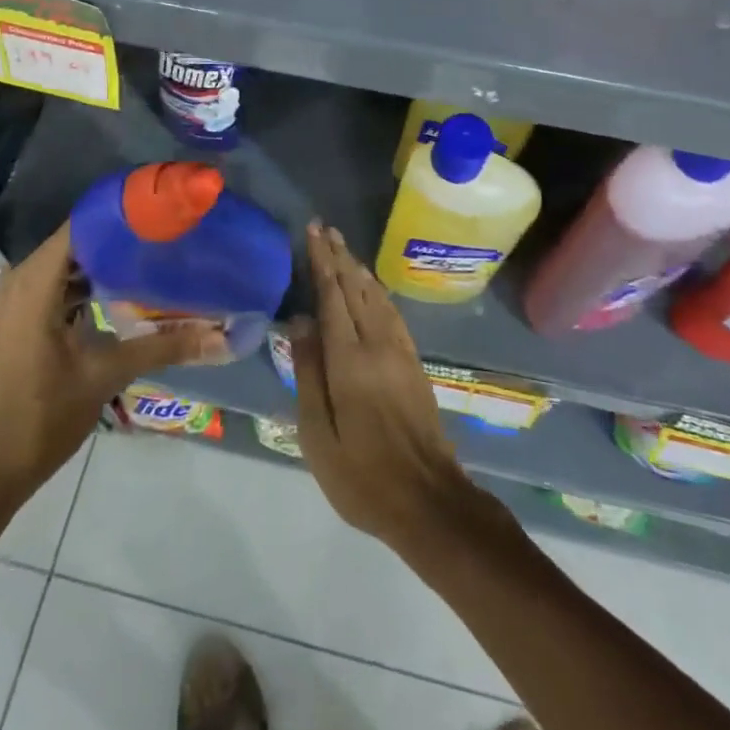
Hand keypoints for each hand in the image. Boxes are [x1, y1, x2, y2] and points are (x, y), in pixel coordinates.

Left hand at [0, 224, 230, 507]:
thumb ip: (163, 348)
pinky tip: (127, 295)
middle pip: (80, 243)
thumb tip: (221, 337)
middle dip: (124, 240)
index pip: (84, 224)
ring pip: (70, 267)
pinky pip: (59, 288)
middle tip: (171, 238)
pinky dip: (90, 287)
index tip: (165, 215)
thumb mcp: (105, 376)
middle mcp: (21, 280)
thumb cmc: (38, 418)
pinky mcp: (19, 322)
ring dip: (108, 265)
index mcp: (35, 281)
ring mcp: (16, 302)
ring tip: (157, 260)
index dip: (124, 216)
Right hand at [292, 221, 475, 551]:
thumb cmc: (362, 475)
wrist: (429, 501)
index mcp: (350, 360)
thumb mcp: (318, 434)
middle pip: (355, 288)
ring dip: (358, 268)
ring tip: (343, 247)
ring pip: (376, 296)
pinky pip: (391, 312)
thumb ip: (308, 372)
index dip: (322, 261)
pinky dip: (377, 291)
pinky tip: (371, 287)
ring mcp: (400, 352)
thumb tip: (300, 319)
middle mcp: (378, 345)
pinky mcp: (413, 364)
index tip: (312, 232)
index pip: (332, 296)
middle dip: (339, 255)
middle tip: (324, 228)